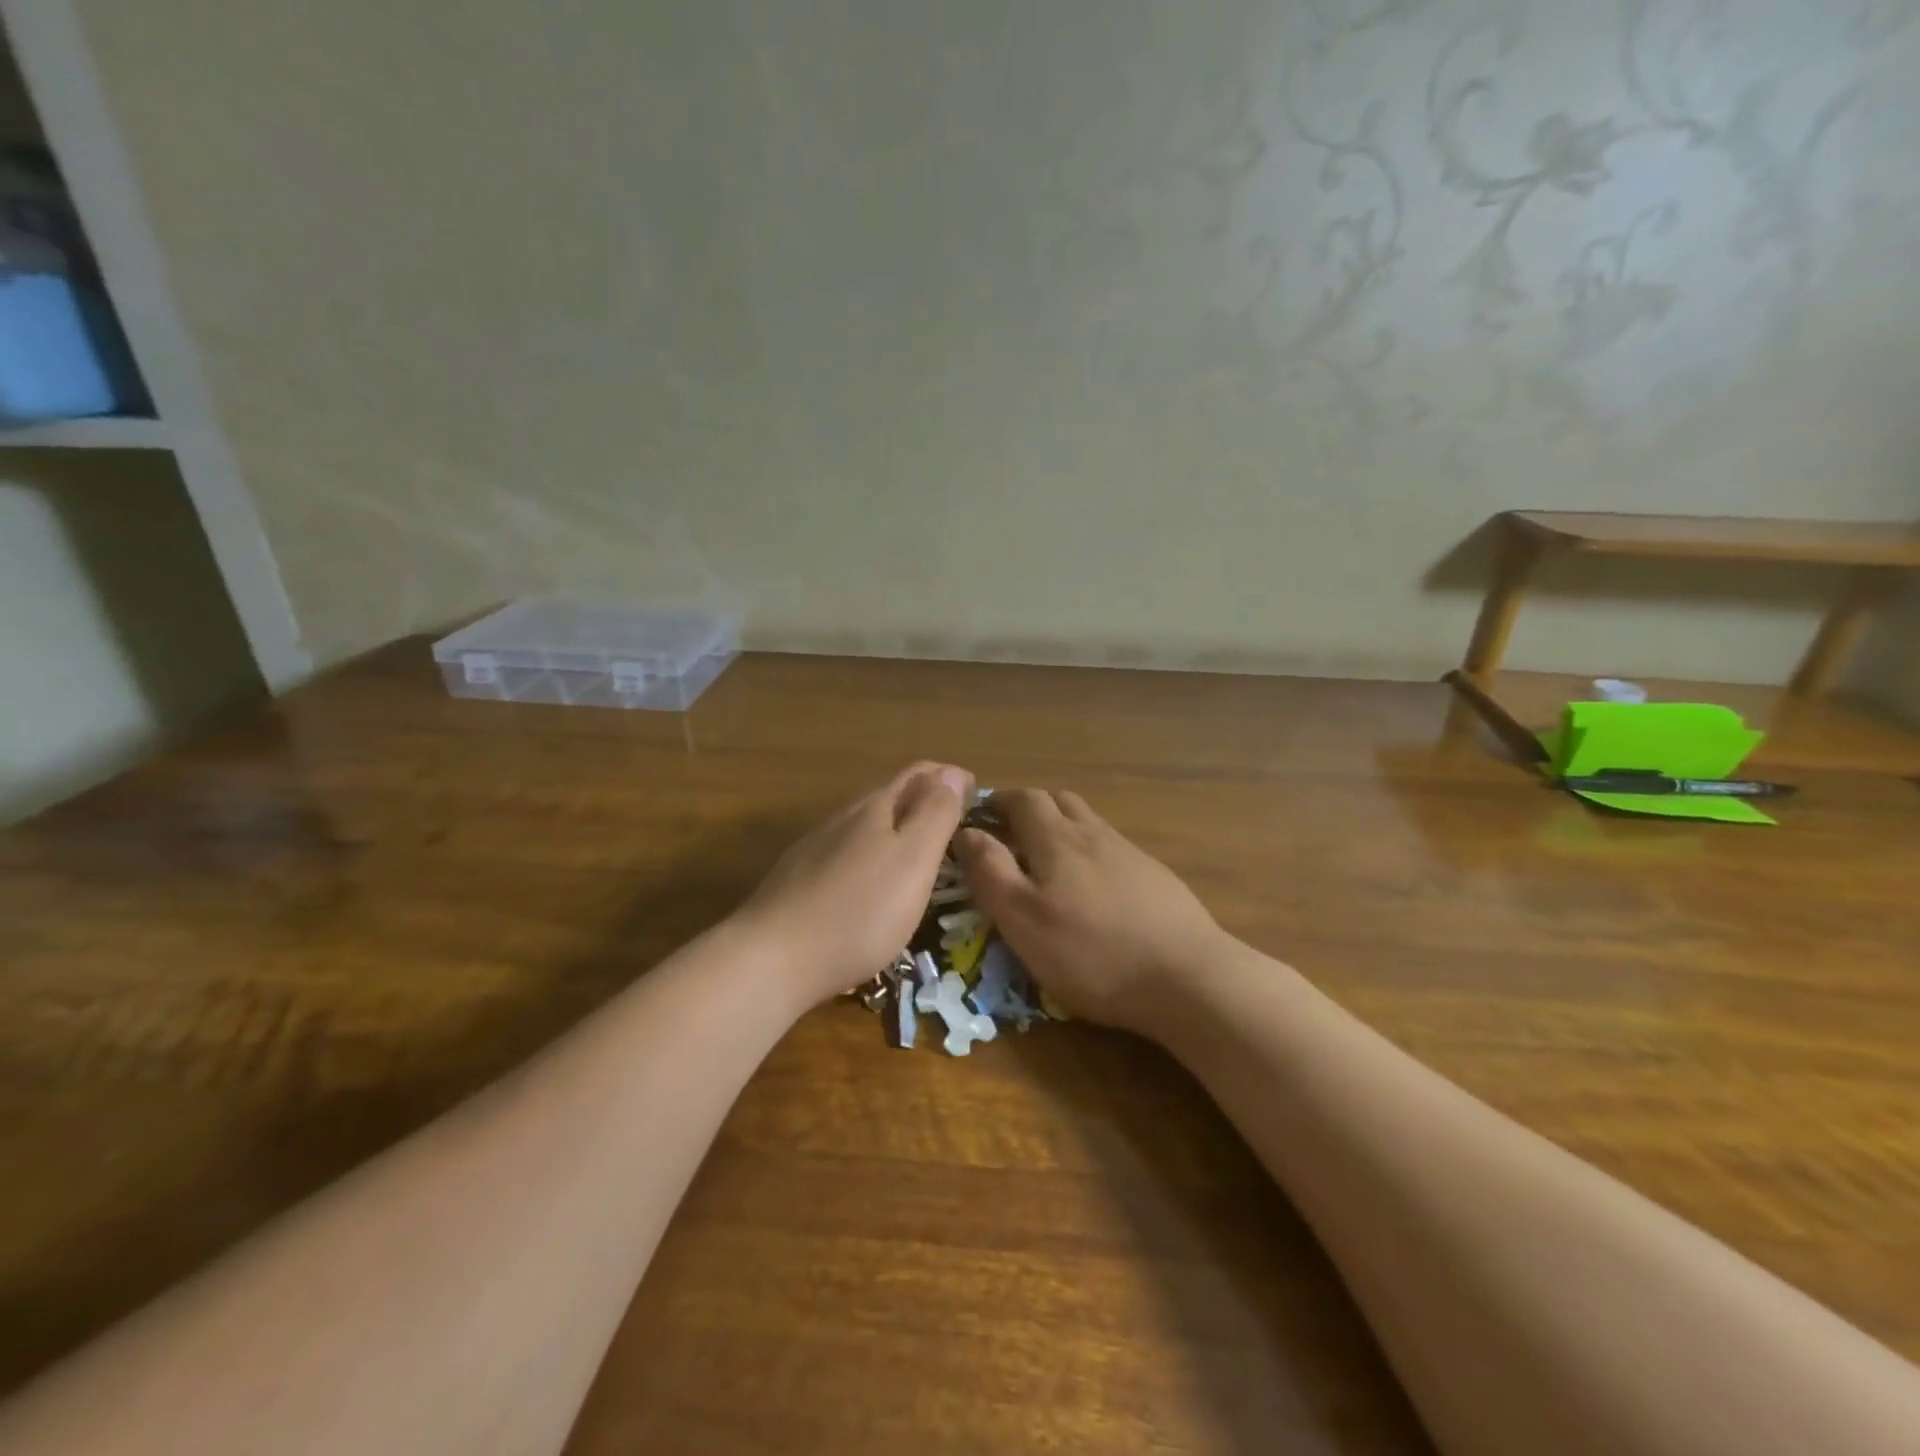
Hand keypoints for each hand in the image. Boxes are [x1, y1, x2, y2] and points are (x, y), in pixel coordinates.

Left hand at [733, 762, 972, 1005]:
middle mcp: (845, 818)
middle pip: (891, 794)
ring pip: (866, 823)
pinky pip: (847, 851)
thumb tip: (953, 771)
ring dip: (897, 826)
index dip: (950, 778)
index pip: (920, 774)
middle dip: (925, 799)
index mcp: (877, 808)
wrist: (772, 959)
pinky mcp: (799, 878)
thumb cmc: (859, 911)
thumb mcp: (913, 861)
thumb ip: (935, 814)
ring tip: (919, 850)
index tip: (976, 795)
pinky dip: (872, 853)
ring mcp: (817, 847)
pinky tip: (871, 880)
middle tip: (954, 823)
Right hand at [953, 789, 1233, 1035]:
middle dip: (1030, 809)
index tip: (981, 816)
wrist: (1186, 976)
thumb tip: (965, 831)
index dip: (999, 801)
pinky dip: (1091, 853)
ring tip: (1048, 862)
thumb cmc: (1090, 952)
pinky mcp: (1155, 876)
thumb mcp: (1022, 918)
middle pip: (1059, 801)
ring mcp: (1129, 853)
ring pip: (1088, 823)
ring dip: (1063, 828)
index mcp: (1056, 838)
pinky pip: (1112, 848)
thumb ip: (990, 871)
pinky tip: (1094, 889)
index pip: (1023, 799)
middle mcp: (1093, 833)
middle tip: (1011, 835)